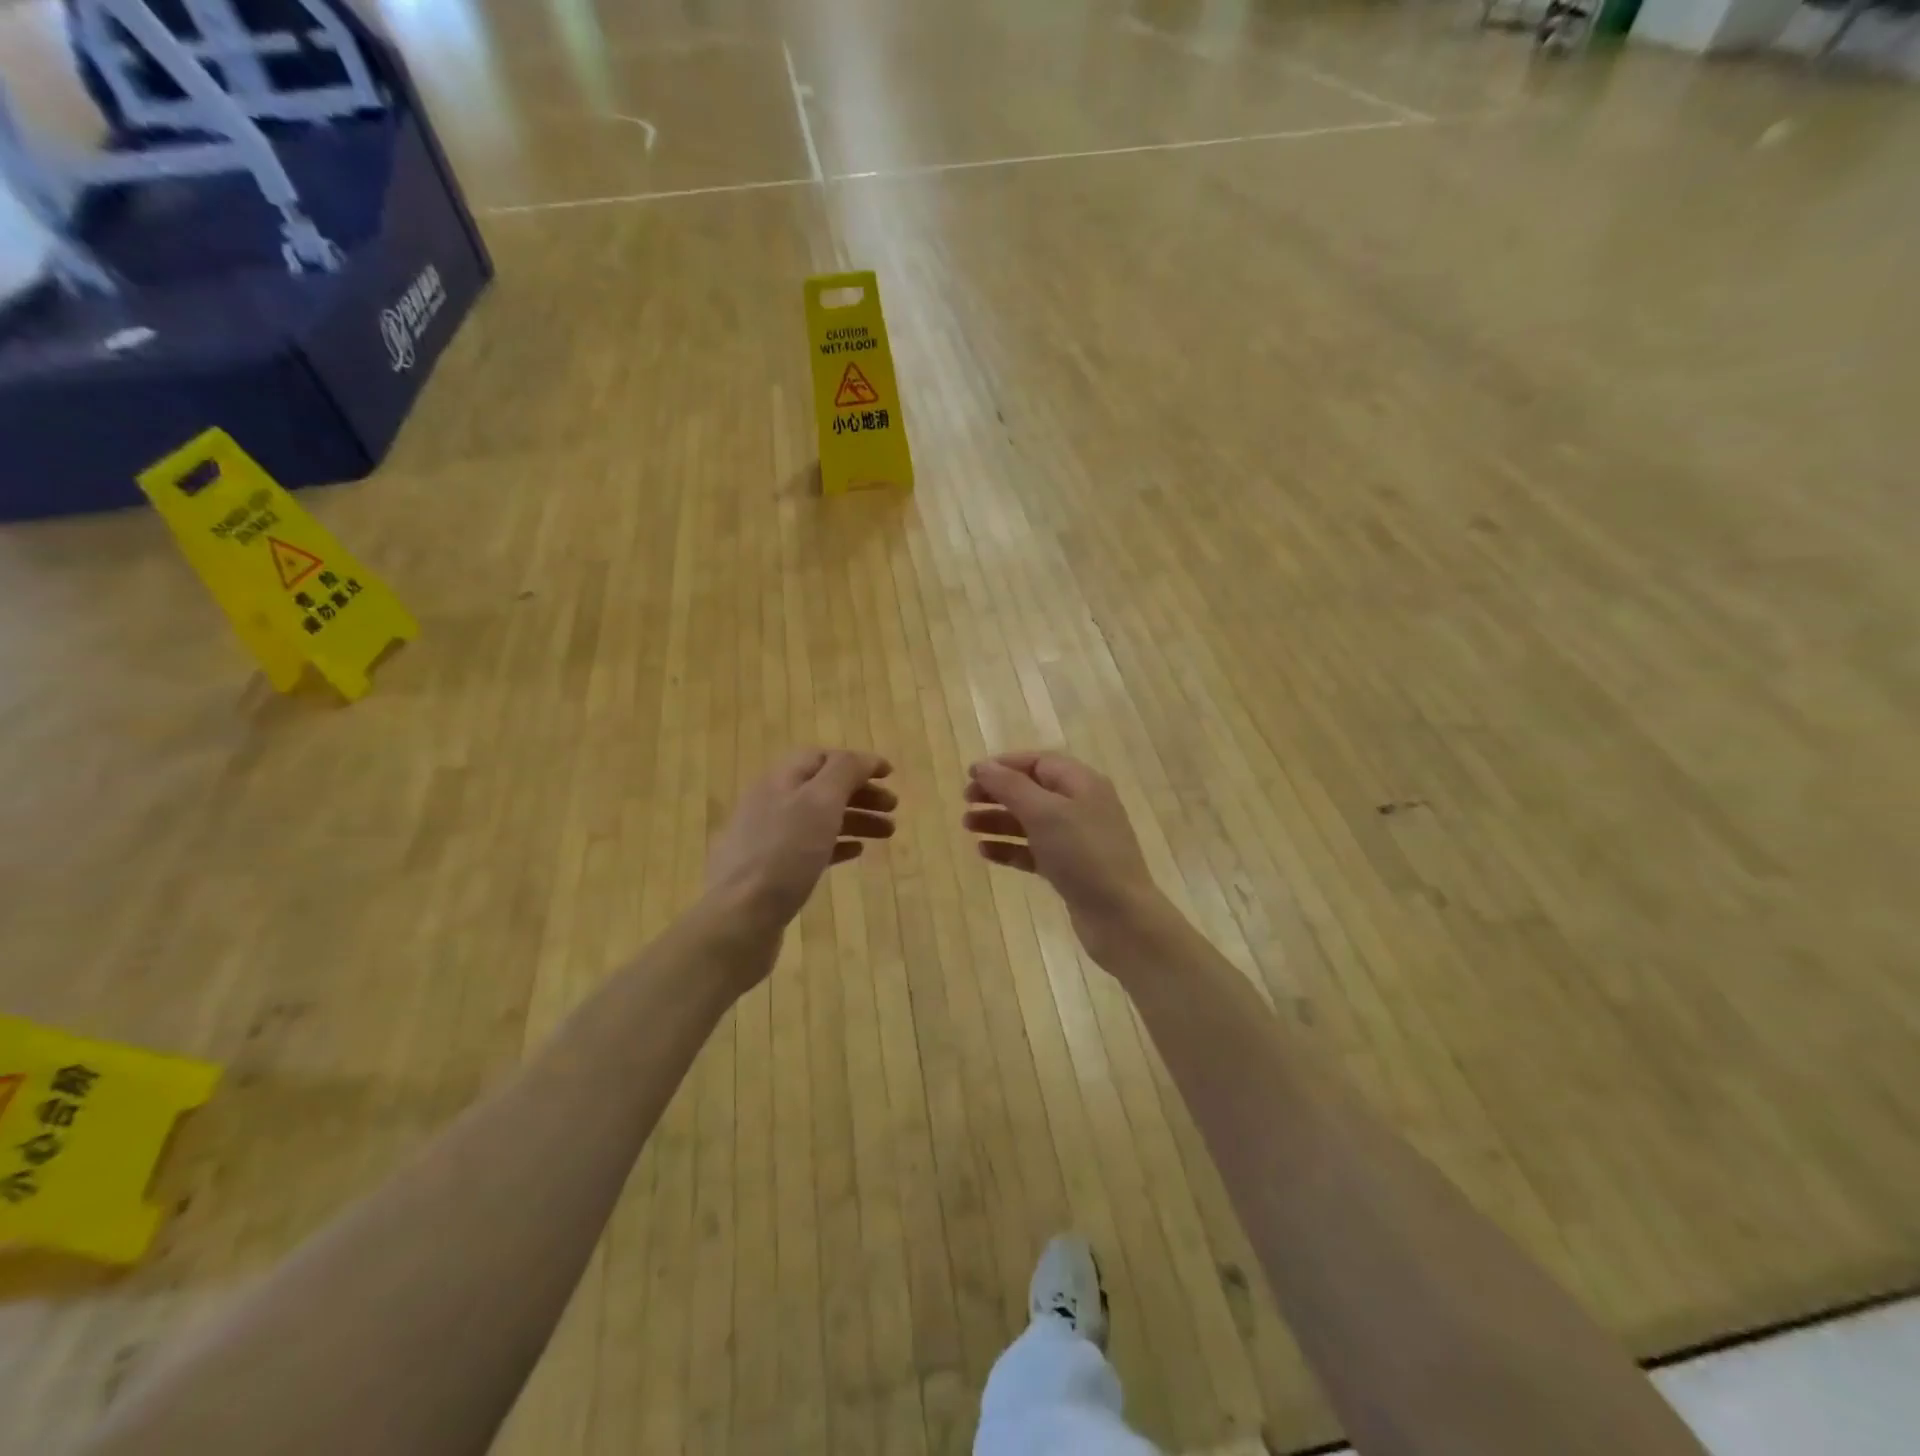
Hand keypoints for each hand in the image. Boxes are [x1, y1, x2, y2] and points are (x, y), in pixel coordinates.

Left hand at [705, 748, 895, 941]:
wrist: (739, 917)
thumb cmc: (784, 853)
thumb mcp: (819, 802)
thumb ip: (844, 772)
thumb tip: (865, 759)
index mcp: (780, 780)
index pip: (822, 758)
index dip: (857, 762)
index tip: (890, 775)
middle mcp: (771, 803)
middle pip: (822, 788)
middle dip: (860, 793)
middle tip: (894, 807)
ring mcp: (769, 839)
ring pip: (819, 819)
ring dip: (855, 819)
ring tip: (887, 832)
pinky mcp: (772, 871)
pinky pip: (810, 848)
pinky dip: (837, 844)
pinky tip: (856, 852)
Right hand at [963, 751, 1167, 955]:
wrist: (1120, 916)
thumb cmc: (1083, 855)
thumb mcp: (1045, 813)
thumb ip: (1011, 786)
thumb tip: (982, 766)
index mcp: (1082, 784)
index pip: (1039, 762)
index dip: (1005, 765)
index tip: (971, 775)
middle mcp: (1082, 806)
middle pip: (1033, 790)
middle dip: (998, 793)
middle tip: (965, 800)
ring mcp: (1077, 839)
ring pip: (1031, 821)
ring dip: (999, 820)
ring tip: (967, 826)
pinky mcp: (1070, 869)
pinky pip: (1034, 850)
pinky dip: (1010, 848)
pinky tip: (985, 852)